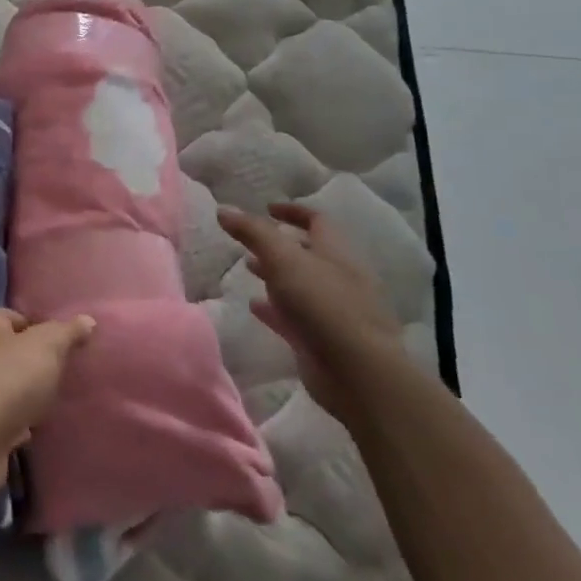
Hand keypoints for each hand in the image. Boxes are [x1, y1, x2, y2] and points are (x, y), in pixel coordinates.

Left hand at [0, 308, 95, 501]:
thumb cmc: (9, 379)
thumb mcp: (47, 346)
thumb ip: (67, 332)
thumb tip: (87, 320)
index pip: (18, 317)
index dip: (43, 327)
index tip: (68, 344)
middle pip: (15, 351)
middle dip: (40, 362)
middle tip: (69, 372)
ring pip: (12, 384)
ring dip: (32, 393)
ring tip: (61, 399)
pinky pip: (8, 415)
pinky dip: (24, 420)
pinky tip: (42, 426)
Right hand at [217, 202, 401, 416]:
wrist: (357, 372)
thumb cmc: (323, 304)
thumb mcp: (283, 259)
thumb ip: (253, 233)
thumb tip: (224, 209)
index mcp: (336, 253)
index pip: (317, 221)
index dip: (292, 212)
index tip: (266, 208)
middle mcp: (338, 277)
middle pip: (308, 253)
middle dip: (279, 245)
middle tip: (249, 242)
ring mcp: (332, 310)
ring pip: (300, 285)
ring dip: (275, 275)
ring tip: (247, 269)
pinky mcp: (322, 339)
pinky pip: (294, 316)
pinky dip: (274, 308)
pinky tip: (254, 306)